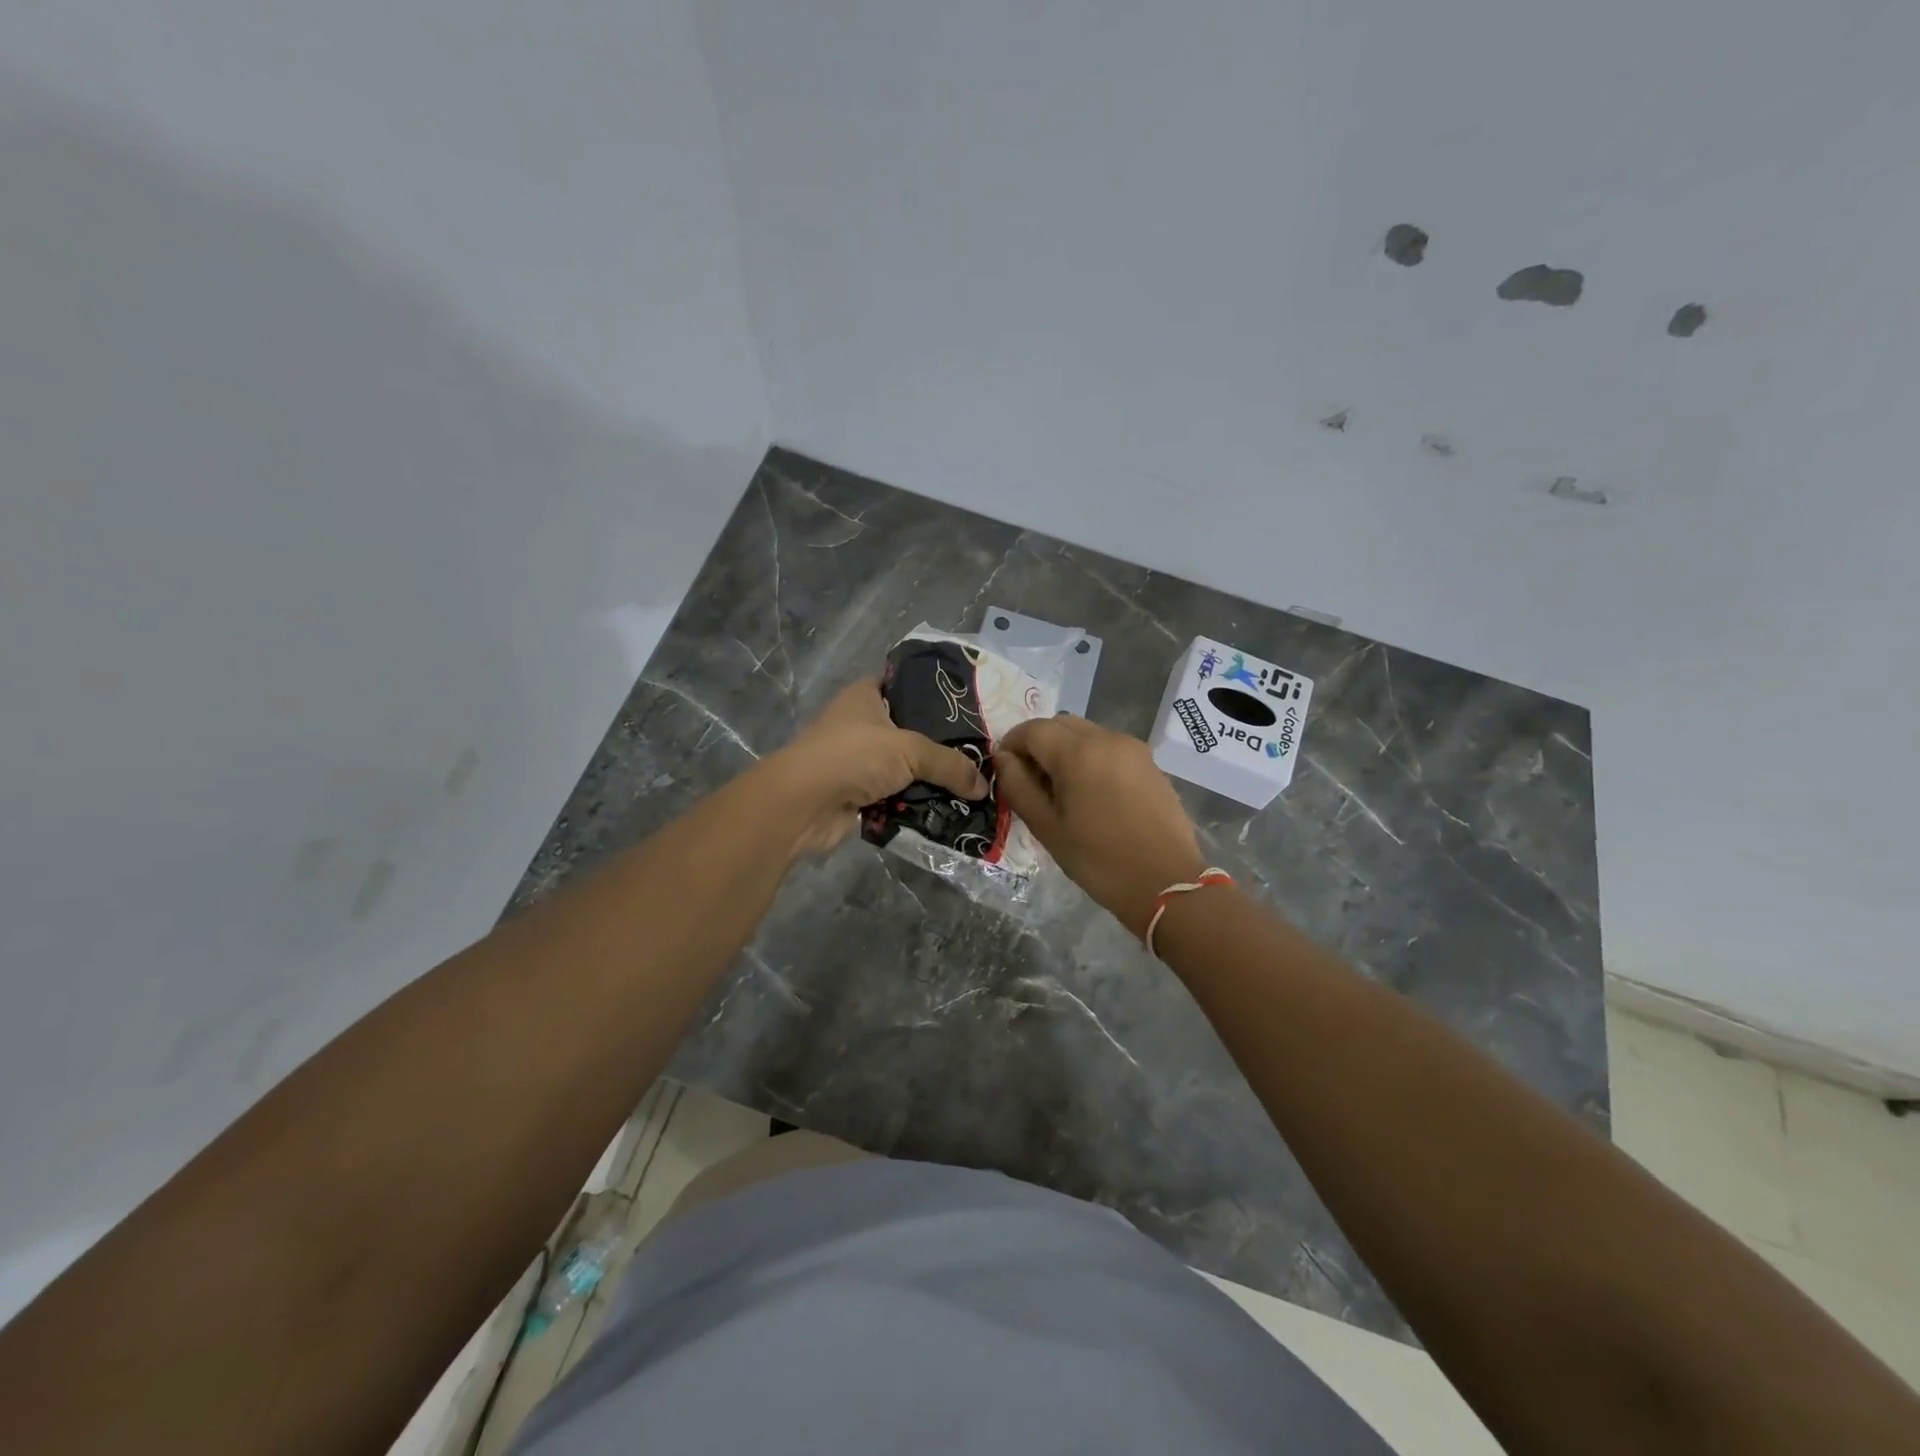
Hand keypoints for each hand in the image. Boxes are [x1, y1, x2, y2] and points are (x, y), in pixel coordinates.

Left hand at [759, 680, 988, 855]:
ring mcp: (858, 762)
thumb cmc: (853, 756)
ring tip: (971, 787)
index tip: (967, 708)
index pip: (903, 684)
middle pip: (909, 731)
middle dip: (940, 746)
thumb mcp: (909, 750)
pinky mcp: (858, 795)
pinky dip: (915, 805)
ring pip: (904, 768)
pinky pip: (896, 797)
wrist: (802, 805)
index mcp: (866, 697)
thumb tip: (983, 785)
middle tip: (978, 754)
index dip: (932, 693)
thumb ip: (949, 764)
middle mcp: (861, 725)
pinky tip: (948, 810)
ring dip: (929, 781)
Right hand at [996, 715, 1206, 937]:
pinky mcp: (1150, 764)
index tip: (1004, 769)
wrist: (1167, 883)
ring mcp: (1133, 749)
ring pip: (1087, 733)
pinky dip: (1091, 758)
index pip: (1033, 729)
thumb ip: (1019, 787)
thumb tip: (1004, 758)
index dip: (1012, 744)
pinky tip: (1090, 794)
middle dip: (1039, 743)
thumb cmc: (1099, 860)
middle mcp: (1107, 739)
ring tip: (1060, 789)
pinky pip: (1109, 748)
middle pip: (1061, 724)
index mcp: (1078, 752)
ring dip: (1065, 749)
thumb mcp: (1047, 828)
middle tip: (1030, 780)